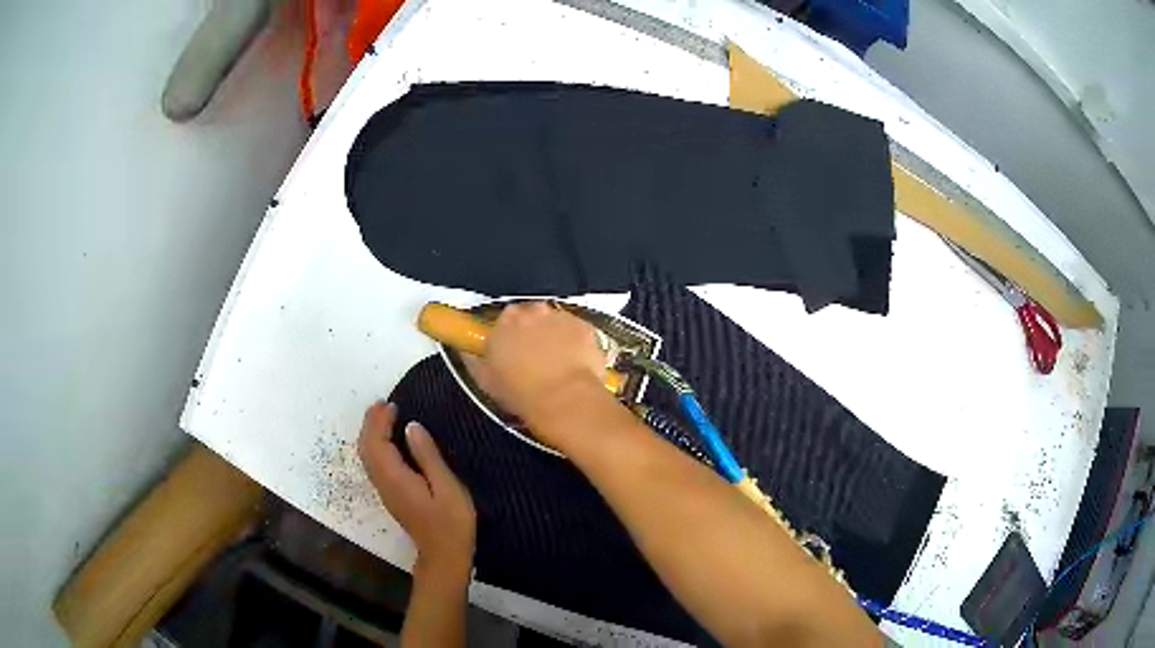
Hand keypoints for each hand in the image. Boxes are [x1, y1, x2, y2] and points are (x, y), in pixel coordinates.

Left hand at [358, 401, 475, 580]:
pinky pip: (373, 462)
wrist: (444, 554)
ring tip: (383, 415)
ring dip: (371, 432)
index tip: (392, 404)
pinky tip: (389, 440)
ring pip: (366, 455)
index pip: (376, 443)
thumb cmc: (452, 522)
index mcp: (395, 478)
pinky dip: (375, 445)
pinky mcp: (389, 494)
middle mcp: (383, 482)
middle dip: (370, 423)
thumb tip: (411, 426)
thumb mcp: (447, 487)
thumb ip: (428, 456)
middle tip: (384, 403)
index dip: (379, 421)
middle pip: (366, 447)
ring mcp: (384, 490)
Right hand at [463, 302, 609, 425]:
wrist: (565, 400)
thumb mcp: (486, 381)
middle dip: (531, 332)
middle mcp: (532, 311)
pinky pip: (577, 331)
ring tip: (557, 364)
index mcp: (504, 322)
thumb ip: (474, 360)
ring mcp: (561, 317)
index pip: (503, 319)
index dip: (508, 335)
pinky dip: (575, 342)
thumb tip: (468, 351)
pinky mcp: (585, 326)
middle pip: (530, 316)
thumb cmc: (521, 394)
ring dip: (554, 336)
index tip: (511, 351)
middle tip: (533, 359)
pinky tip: (575, 363)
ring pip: (555, 322)